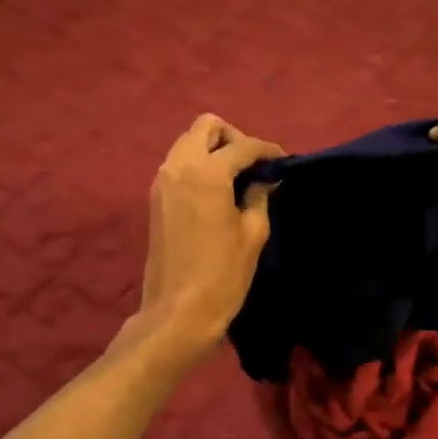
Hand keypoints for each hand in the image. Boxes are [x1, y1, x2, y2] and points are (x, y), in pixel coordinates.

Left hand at [134, 114, 282, 358]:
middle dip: (233, 138)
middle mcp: (179, 166)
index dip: (267, 150)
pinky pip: (179, 163)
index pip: (242, 145)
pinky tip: (217, 191)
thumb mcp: (253, 233)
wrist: (178, 312)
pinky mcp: (155, 197)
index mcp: (207, 173)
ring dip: (214, 150)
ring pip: (189, 142)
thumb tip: (265, 179)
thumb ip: (259, 196)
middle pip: (207, 126)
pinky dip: (198, 165)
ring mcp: (162, 180)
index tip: (283, 162)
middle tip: (252, 166)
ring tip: (236, 178)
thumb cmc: (223, 275)